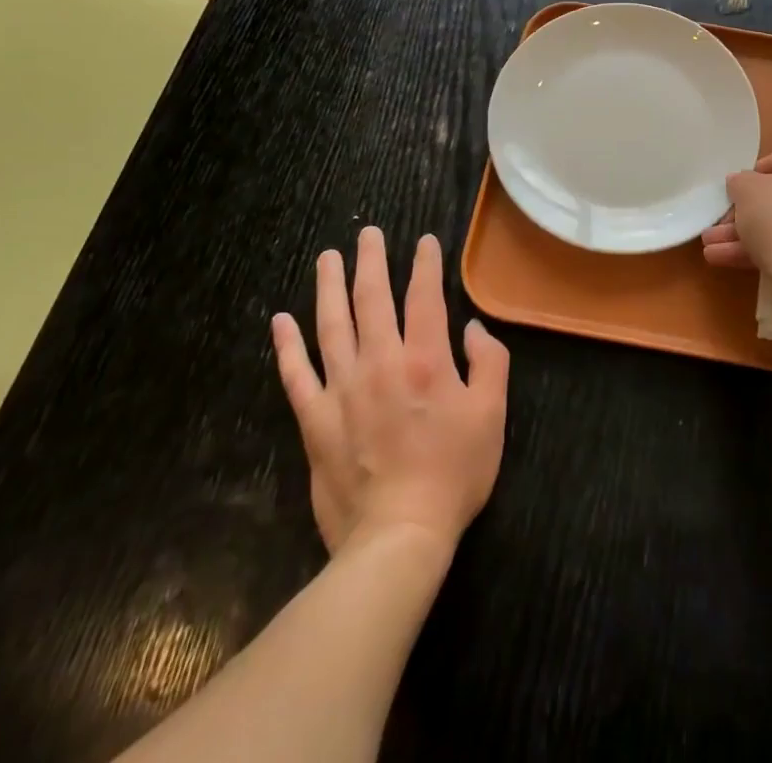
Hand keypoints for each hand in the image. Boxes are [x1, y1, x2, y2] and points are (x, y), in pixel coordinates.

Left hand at [272, 227, 508, 555]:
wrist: (397, 537)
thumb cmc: (453, 473)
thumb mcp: (491, 415)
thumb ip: (489, 363)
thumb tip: (473, 328)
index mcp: (426, 361)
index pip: (425, 297)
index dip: (425, 265)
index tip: (423, 241)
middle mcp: (381, 363)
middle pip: (372, 299)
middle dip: (371, 262)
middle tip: (367, 234)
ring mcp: (342, 390)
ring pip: (332, 326)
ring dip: (329, 288)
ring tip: (327, 259)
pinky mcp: (315, 420)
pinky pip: (296, 375)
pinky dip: (287, 346)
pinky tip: (280, 321)